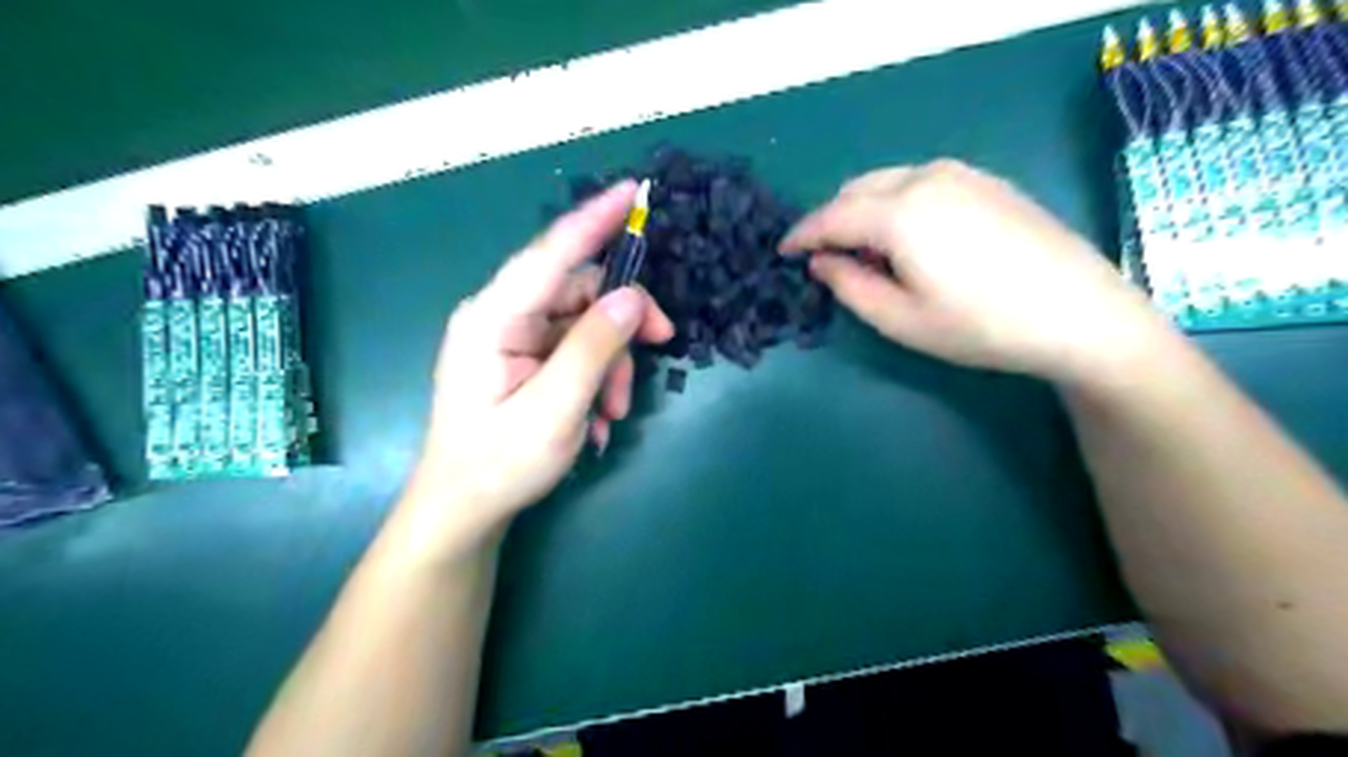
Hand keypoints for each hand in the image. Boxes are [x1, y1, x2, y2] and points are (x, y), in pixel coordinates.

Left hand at [398, 185, 672, 548]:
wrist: (464, 510)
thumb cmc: (499, 464)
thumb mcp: (555, 409)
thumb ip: (594, 348)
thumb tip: (632, 297)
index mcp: (493, 318)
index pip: (551, 253)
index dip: (594, 219)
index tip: (633, 190)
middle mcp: (501, 316)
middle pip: (579, 292)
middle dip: (621, 324)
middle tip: (662, 347)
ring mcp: (512, 338)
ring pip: (584, 324)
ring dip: (612, 363)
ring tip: (613, 414)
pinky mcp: (523, 358)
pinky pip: (575, 350)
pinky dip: (596, 378)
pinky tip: (597, 419)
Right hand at [780, 159, 1182, 385]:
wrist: (1080, 313)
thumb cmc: (981, 326)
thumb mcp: (901, 320)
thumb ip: (849, 286)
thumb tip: (821, 262)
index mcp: (899, 211)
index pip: (831, 216)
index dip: (801, 235)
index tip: (782, 251)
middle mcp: (925, 178)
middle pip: (857, 189)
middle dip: (832, 219)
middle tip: (824, 257)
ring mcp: (962, 174)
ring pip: (888, 180)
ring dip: (864, 208)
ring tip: (865, 250)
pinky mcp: (987, 181)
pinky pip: (920, 182)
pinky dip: (897, 202)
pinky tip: (909, 236)